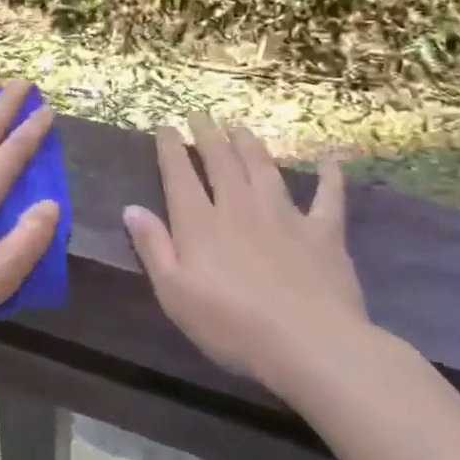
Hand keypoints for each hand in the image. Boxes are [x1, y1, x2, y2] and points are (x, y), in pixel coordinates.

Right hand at [122, 115, 370, 384]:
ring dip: (250, 144)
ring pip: (264, 169)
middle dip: (208, 135)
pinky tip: (329, 159)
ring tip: (240, 126)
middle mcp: (240, 208)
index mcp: (200, 224)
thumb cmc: (231, 326)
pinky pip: (328, 197)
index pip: (180, 175)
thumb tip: (131, 208)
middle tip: (200, 114)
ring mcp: (285, 216)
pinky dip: (329, 176)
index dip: (171, 148)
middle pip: (221, 162)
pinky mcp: (323, 233)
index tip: (165, 126)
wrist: (310, 345)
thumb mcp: (174, 293)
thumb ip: (152, 247)